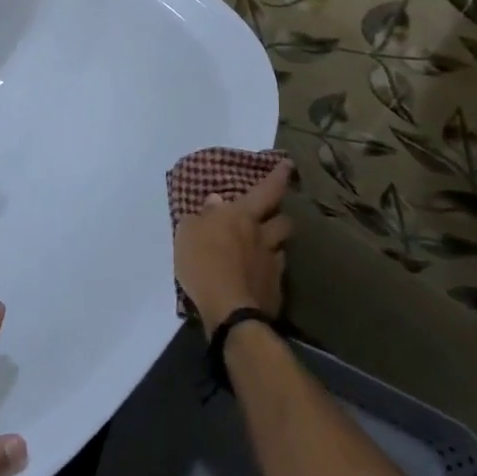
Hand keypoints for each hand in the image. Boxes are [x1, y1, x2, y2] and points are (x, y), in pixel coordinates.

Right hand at [173, 161, 293, 330]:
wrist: (230, 310)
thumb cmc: (204, 262)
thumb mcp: (188, 232)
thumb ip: (202, 216)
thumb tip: (216, 202)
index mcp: (243, 216)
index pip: (266, 190)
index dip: (278, 177)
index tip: (288, 165)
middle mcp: (263, 237)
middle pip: (283, 220)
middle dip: (279, 216)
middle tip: (270, 217)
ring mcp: (272, 265)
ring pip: (281, 248)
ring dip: (274, 246)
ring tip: (263, 250)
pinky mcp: (275, 292)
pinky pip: (275, 275)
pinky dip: (267, 274)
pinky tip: (256, 280)